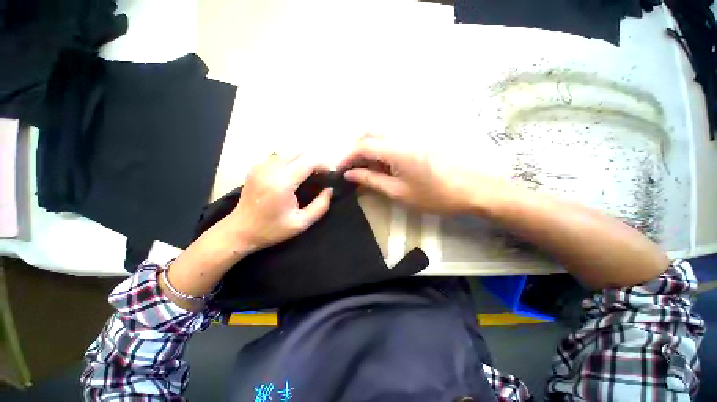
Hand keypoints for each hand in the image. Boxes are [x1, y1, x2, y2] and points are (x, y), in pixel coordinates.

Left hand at [222, 153, 332, 250]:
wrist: (239, 231)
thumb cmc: (271, 230)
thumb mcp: (301, 223)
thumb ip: (320, 206)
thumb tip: (330, 190)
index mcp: (282, 184)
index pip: (308, 163)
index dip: (323, 165)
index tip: (331, 173)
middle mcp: (270, 170)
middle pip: (298, 152)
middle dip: (313, 160)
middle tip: (320, 173)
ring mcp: (260, 166)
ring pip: (288, 152)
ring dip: (302, 159)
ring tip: (309, 173)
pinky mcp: (255, 167)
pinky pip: (277, 156)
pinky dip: (289, 160)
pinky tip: (293, 173)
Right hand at [340, 134, 515, 214]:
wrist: (472, 189)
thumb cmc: (434, 195)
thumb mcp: (398, 192)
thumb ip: (371, 180)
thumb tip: (350, 174)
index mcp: (396, 149)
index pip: (362, 145)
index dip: (347, 156)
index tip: (340, 170)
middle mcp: (402, 135)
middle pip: (370, 133)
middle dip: (356, 148)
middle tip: (352, 168)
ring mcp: (412, 135)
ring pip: (380, 134)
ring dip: (368, 148)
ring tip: (366, 168)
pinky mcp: (418, 139)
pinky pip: (392, 139)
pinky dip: (381, 149)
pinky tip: (383, 164)